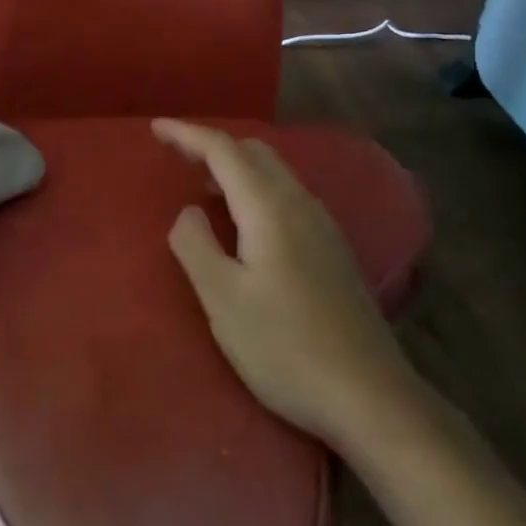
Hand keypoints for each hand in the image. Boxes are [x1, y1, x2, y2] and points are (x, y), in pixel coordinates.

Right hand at [153, 119, 425, 452]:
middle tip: (176, 156)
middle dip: (212, 145)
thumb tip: (188, 211)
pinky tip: (245, 222)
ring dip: (236, 167)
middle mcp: (300, 203)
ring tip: (204, 185)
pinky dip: (256, 188)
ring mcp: (323, 226)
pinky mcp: (334, 249)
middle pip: (253, 152)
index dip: (187, 134)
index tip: (155, 127)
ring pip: (274, 172)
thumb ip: (195, 244)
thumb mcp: (222, 298)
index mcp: (269, 207)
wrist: (371, 397)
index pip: (223, 150)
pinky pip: (287, 195)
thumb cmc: (285, 347)